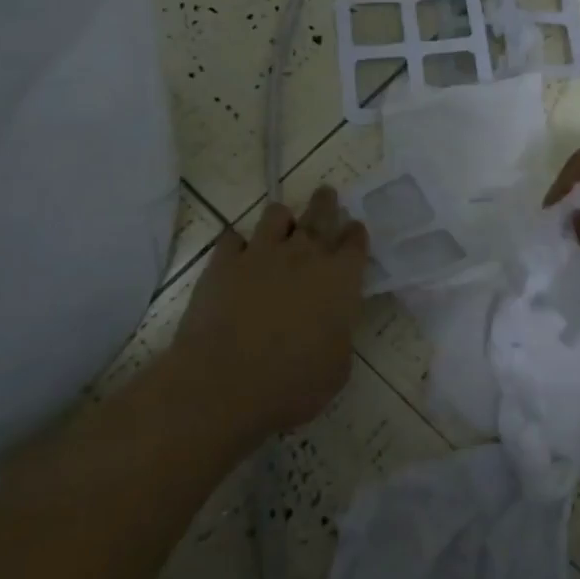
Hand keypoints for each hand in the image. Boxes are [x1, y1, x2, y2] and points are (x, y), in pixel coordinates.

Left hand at [167, 186, 368, 443]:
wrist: (223, 383)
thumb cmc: (292, 384)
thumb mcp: (336, 368)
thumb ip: (339, 335)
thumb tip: (332, 324)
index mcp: (340, 280)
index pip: (355, 243)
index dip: (355, 234)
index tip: (354, 229)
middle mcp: (304, 256)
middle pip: (320, 214)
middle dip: (326, 202)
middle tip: (326, 194)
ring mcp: (261, 254)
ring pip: (276, 215)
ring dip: (282, 218)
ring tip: (281, 225)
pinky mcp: (223, 262)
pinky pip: (232, 237)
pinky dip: (237, 243)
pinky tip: (237, 253)